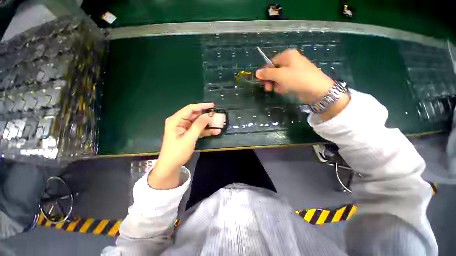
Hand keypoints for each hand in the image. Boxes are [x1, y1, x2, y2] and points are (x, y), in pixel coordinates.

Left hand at [148, 103, 219, 188]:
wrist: (171, 166)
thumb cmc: (177, 152)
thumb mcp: (189, 138)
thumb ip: (198, 125)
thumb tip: (208, 115)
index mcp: (176, 120)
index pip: (190, 109)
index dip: (202, 106)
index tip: (213, 106)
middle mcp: (179, 121)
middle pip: (194, 114)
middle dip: (206, 115)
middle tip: (217, 115)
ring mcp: (184, 127)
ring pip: (198, 122)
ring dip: (207, 123)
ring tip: (218, 123)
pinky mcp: (188, 133)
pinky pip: (198, 129)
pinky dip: (205, 130)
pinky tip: (215, 132)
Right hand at [255, 49, 334, 103]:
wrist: (317, 89)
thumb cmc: (297, 79)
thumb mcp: (279, 75)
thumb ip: (267, 74)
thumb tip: (256, 73)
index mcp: (287, 55)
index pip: (270, 63)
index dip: (265, 73)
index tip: (262, 82)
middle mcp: (291, 61)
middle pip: (274, 71)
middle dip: (271, 80)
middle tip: (268, 89)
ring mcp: (294, 70)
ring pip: (279, 78)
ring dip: (277, 85)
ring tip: (280, 90)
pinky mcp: (297, 78)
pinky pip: (285, 82)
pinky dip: (283, 86)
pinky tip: (285, 90)